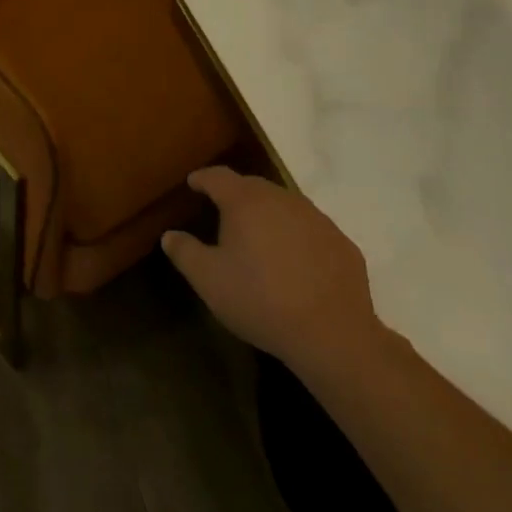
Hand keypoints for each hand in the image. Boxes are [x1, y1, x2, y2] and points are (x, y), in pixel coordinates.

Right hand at [163, 166, 385, 375]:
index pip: (218, 176)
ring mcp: (317, 219)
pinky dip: (297, 237)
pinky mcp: (342, 243)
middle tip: (223, 212)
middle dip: (235, 195)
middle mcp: (282, 200)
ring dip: (269, 215)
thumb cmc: (259, 300)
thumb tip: (170, 235)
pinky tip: (295, 263)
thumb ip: (185, 252)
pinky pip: (311, 230)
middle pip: (253, 186)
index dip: (203, 178)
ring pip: (285, 206)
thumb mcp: (208, 280)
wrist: (331, 334)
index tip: (193, 183)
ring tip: (259, 238)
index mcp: (245, 202)